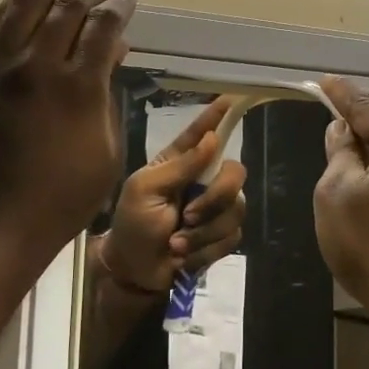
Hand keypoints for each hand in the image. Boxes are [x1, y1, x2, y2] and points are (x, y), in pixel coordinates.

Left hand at [0, 0, 136, 266]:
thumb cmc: (62, 198)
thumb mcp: (106, 153)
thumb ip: (108, 98)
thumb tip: (111, 56)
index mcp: (79, 88)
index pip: (103, 25)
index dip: (120, 5)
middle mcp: (39, 66)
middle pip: (67, 4)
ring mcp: (2, 67)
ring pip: (26, 3)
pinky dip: (18, 4)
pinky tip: (31, 2)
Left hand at [95, 98, 247, 293]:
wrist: (135, 270)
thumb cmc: (132, 223)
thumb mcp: (146, 189)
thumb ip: (180, 165)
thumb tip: (213, 139)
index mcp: (179, 162)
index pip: (202, 133)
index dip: (217, 116)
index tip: (232, 98)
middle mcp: (202, 180)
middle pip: (235, 173)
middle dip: (215, 197)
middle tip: (187, 216)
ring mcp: (214, 208)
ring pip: (235, 209)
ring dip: (203, 232)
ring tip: (175, 244)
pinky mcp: (221, 235)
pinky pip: (232, 236)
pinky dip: (205, 249)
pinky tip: (184, 256)